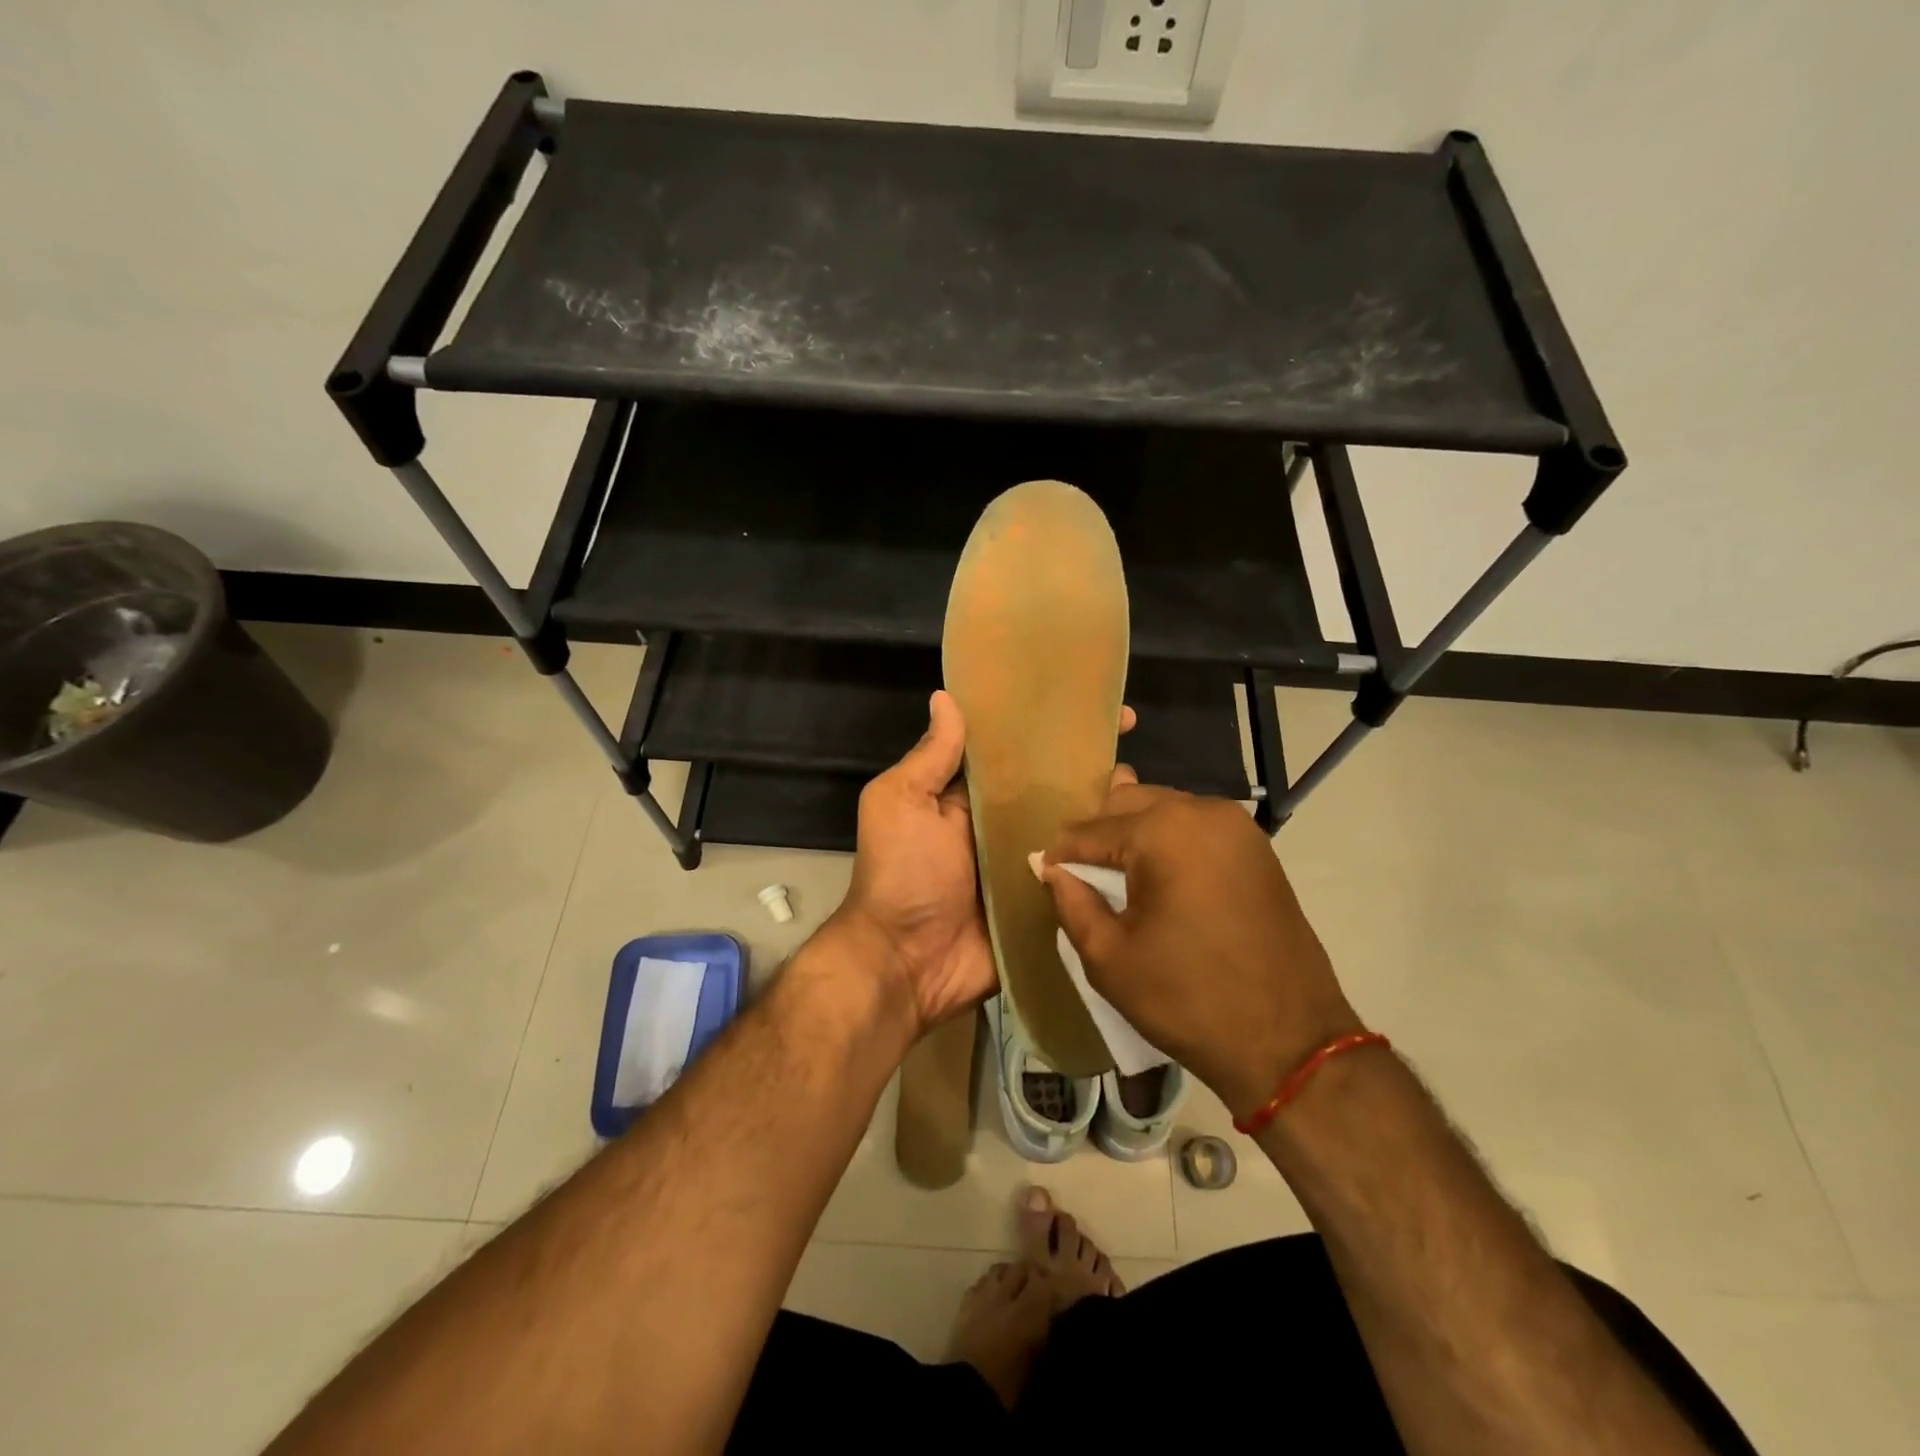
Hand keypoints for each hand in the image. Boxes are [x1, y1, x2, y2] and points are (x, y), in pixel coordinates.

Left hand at [829, 691, 1140, 1039]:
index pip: (1014, 750)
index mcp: (968, 797)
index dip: (1046, 725)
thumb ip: (929, 758)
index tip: (1087, 699)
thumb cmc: (902, 875)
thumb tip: (946, 697)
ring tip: (1150, 787)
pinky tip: (1145, 840)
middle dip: (1088, 762)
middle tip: (1132, 736)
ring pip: (1073, 828)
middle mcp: (1001, 825)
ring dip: (1106, 808)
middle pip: (1051, 787)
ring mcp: (1028, 864)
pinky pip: (1079, 875)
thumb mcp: (900, 803)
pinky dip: (1105, 860)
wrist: (908, 965)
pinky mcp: (1045, 902)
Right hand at [1039, 785, 1361, 1120]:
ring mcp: (1236, 825)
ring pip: (1164, 809)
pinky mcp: (1256, 847)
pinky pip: (1196, 826)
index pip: (1091, 831)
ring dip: (1133, 831)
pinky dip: (1169, 839)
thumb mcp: (1110, 958)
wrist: (1289, 1040)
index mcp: (1163, 832)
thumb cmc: (1188, 999)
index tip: (1042, 873)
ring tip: (1112, 868)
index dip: (1061, 855)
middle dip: (1098, 832)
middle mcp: (1201, 811)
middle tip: (1078, 871)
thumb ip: (1071, 902)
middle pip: (1129, 803)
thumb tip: (1050, 868)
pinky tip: (1156, 868)